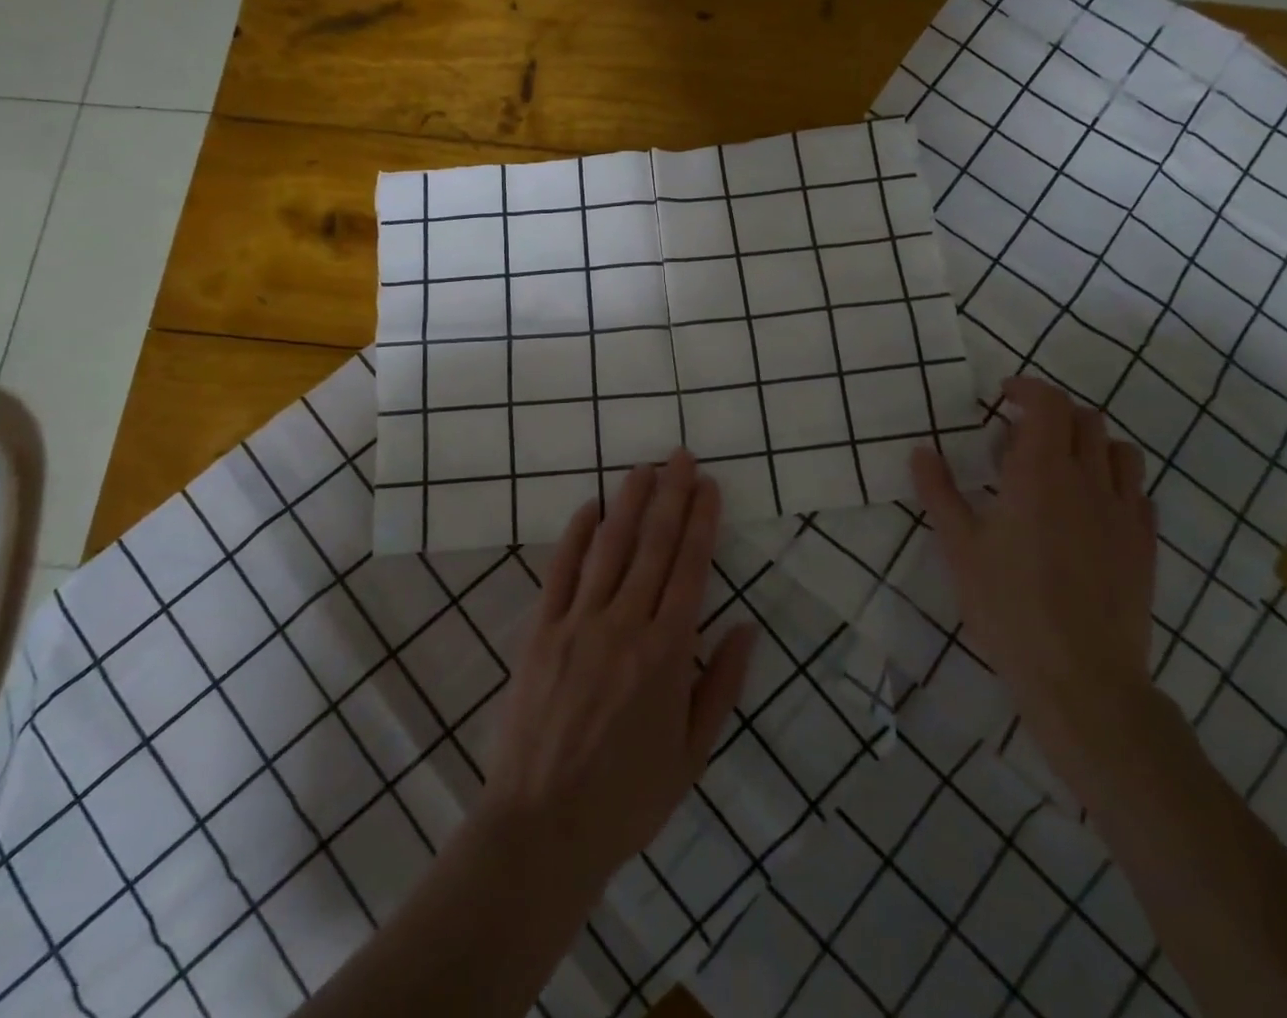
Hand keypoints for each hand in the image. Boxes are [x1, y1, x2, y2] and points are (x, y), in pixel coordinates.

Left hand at [477, 449, 757, 896]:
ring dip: (628, 503)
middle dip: (671, 496)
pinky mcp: (540, 632)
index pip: (690, 569)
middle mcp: (625, 625)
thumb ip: (720, 686)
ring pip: (610, 548)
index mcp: (666, 653)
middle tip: (681, 457)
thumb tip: (746, 628)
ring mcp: (578, 624)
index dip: (701, 522)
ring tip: (643, 468)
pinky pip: (560, 572)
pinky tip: (587, 509)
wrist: (542, 828)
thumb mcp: (692, 755)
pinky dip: (575, 537)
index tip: (709, 486)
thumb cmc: (627, 798)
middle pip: (653, 546)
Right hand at [911, 376, 1159, 777]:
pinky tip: (1089, 508)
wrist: (1081, 676)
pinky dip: (1112, 480)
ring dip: (1088, 442)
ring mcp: (1124, 512)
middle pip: (1085, 419)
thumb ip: (939, 492)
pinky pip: (1137, 490)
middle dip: (1052, 413)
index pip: (1048, 404)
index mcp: (1040, 474)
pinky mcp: (1145, 543)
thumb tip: (921, 451)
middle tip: (1018, 438)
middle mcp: (1088, 481)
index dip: (1028, 388)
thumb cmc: (1008, 607)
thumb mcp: (959, 548)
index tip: (1003, 395)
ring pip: (1119, 450)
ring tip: (1058, 467)